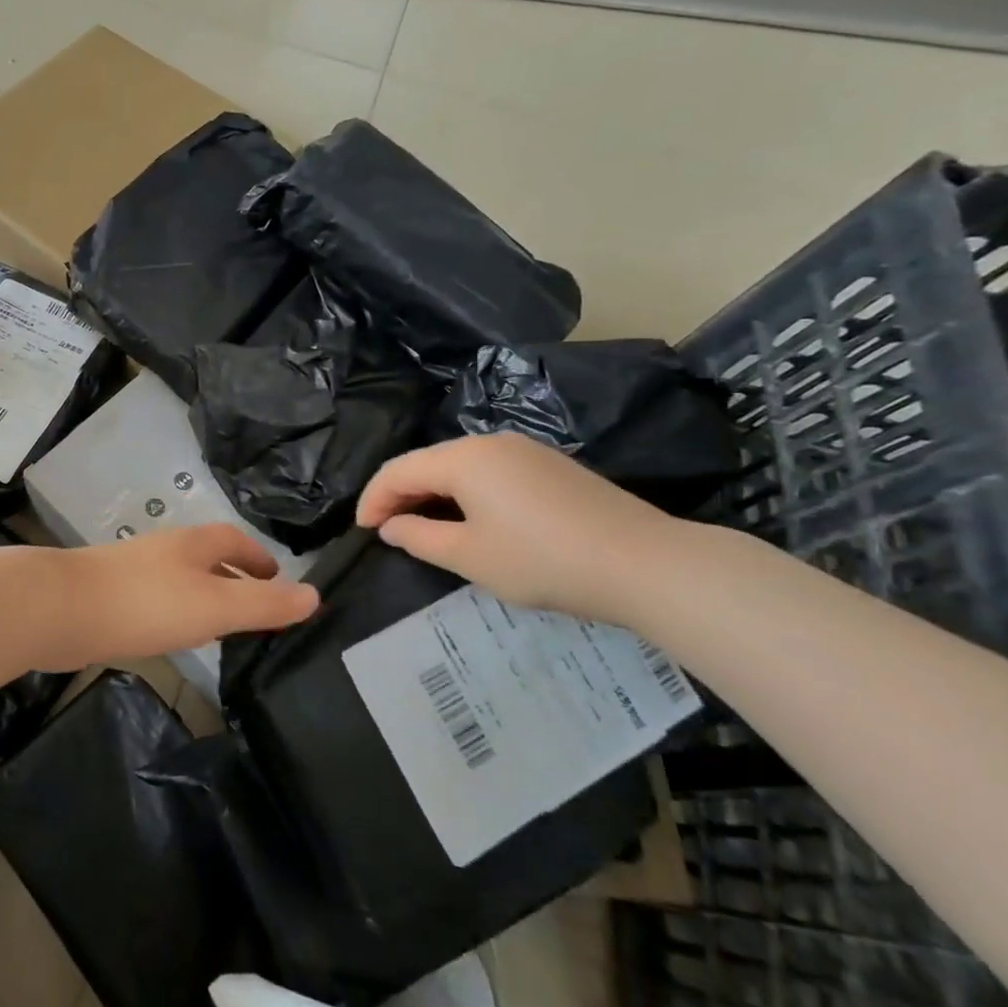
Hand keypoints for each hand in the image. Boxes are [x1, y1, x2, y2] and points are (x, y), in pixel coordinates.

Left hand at [61, 525, 319, 665]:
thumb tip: (314, 595)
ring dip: (206, 598)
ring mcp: (135, 572)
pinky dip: (177, 614)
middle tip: (258, 612)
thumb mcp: (215, 605)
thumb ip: (264, 604)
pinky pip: (158, 601)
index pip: (236, 541)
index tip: (279, 582)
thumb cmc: (146, 602)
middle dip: (235, 579)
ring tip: (223, 629)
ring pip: (182, 580)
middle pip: (209, 558)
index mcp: (193, 544)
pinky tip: (174, 639)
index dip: (260, 558)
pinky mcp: (113, 596)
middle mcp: (166, 550)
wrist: (62, 610)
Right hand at [357, 432, 689, 626]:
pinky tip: (469, 519)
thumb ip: (418, 538)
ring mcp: (525, 451)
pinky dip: (464, 493)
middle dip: (400, 494)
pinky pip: (489, 472)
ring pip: (458, 466)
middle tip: (387, 530)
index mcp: (463, 458)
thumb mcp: (469, 557)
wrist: (645, 564)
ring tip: (422, 526)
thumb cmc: (543, 560)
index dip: (372, 499)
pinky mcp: (550, 466)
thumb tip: (392, 526)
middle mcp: (490, 442)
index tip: (361, 531)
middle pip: (427, 462)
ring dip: (432, 493)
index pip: (398, 470)